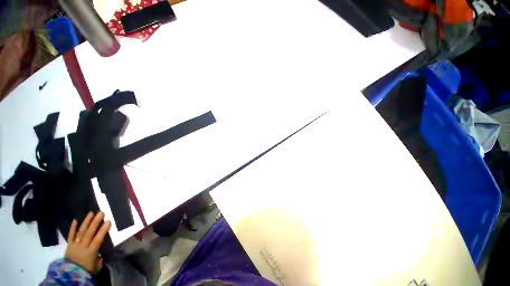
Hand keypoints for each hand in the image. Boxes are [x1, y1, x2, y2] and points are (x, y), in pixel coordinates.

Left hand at [65, 212, 110, 273]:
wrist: (70, 274)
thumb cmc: (86, 270)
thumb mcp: (95, 267)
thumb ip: (99, 259)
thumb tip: (102, 253)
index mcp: (90, 252)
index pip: (97, 239)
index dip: (102, 230)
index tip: (108, 221)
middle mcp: (83, 246)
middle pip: (89, 233)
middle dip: (95, 222)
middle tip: (100, 213)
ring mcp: (75, 244)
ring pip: (81, 232)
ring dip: (86, 222)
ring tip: (91, 213)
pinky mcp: (69, 244)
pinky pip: (70, 235)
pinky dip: (72, 228)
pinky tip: (75, 220)